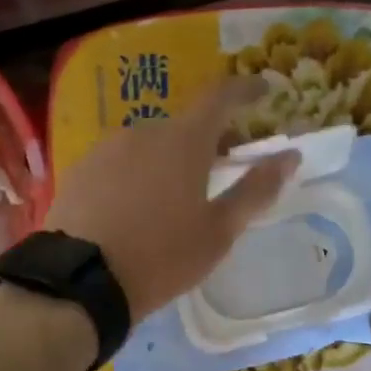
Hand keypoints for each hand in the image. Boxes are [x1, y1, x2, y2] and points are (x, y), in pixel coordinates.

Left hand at [45, 78, 294, 322]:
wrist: (80, 281)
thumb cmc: (162, 257)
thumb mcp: (218, 231)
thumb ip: (256, 189)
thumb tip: (290, 157)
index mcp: (183, 140)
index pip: (221, 96)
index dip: (246, 89)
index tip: (264, 90)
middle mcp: (143, 131)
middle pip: (185, 124)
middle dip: (210, 138)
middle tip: (226, 164)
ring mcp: (105, 148)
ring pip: (150, 143)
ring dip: (171, 157)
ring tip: (178, 194)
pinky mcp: (79, 170)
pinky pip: (120, 161)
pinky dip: (138, 172)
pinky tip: (137, 205)